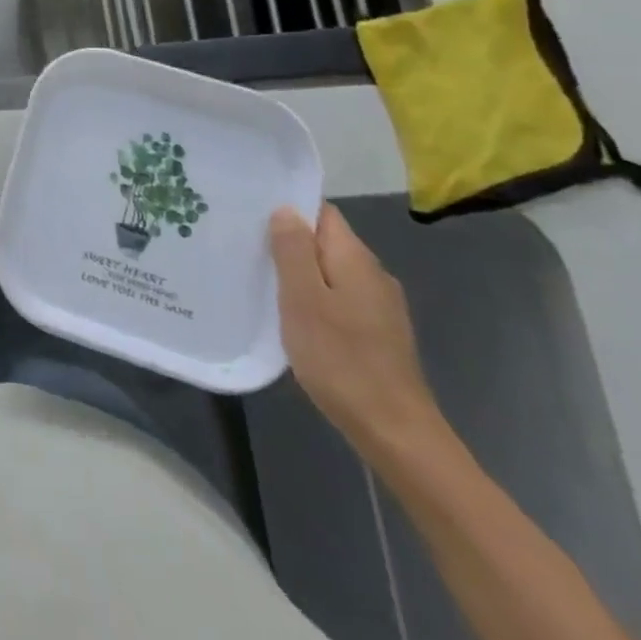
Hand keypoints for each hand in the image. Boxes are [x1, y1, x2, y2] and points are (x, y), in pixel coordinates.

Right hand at [268, 203, 444, 462]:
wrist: (394, 431)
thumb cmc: (340, 359)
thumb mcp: (304, 299)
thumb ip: (294, 251)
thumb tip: (286, 210)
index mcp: (355, 259)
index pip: (322, 213)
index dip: (289, 207)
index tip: (252, 213)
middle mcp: (373, 274)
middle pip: (326, 242)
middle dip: (289, 241)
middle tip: (245, 247)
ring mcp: (379, 306)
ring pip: (331, 272)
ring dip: (299, 272)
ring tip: (260, 278)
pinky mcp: (377, 332)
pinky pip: (338, 297)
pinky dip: (314, 298)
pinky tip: (292, 315)